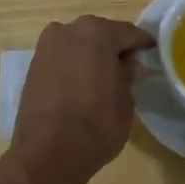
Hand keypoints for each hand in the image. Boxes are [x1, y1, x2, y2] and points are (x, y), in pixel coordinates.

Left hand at [12, 16, 155, 183]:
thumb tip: (129, 64)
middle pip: (100, 35)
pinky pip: (62, 59)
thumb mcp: (125, 100)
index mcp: (97, 32)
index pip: (128, 33)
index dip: (142, 44)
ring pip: (78, 45)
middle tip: (128, 67)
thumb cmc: (97, 123)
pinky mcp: (33, 66)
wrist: (47, 153)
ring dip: (90, 56)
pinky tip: (82, 84)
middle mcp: (69, 30)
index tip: (152, 52)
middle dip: (113, 48)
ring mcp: (47, 47)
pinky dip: (73, 66)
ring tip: (103, 78)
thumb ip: (128, 75)